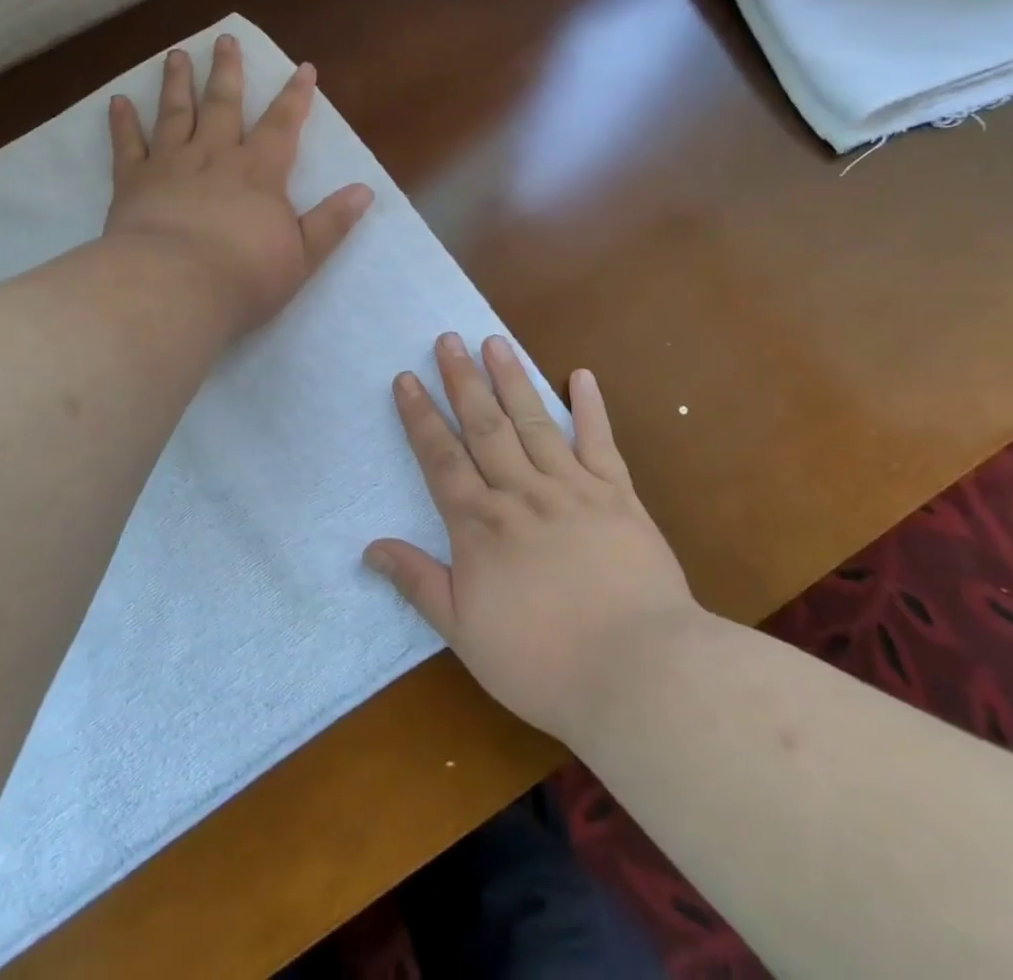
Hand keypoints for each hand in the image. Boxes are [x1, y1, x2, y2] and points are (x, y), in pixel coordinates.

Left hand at [105, 34, 373, 334]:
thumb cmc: (244, 276)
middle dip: (227, 71)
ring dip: (177, 83)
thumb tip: (365, 191)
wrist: (175, 287)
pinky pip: (127, 145)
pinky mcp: (132, 182)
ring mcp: (170, 164)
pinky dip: (122, 123)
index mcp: (258, 172)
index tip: (303, 68)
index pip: (282, 125)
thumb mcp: (303, 255)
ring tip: (176, 55)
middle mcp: (214, 156)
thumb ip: (331, 222)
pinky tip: (118, 102)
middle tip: (224, 39)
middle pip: (222, 104)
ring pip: (174, 113)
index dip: (295, 96)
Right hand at [365, 334, 699, 742]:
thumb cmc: (543, 662)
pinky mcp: (618, 496)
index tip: (406, 379)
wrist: (640, 673)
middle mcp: (520, 493)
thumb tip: (371, 547)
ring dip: (512, 379)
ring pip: (533, 422)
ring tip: (494, 341)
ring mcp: (572, 489)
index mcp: (480, 524)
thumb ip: (419, 583)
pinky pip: (600, 442)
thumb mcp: (464, 632)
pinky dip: (591, 408)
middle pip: (484, 425)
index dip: (420, 417)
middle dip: (462, 380)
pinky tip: (582, 375)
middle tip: (447, 339)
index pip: (440, 458)